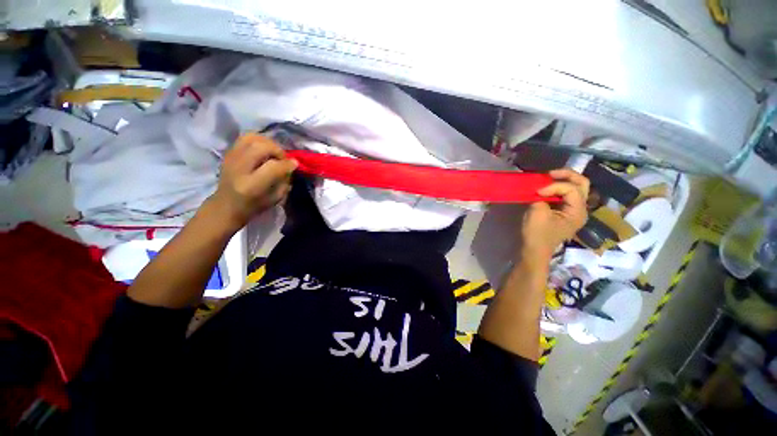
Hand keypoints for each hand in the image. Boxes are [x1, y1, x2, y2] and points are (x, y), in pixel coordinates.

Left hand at [208, 133, 296, 230]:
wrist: (226, 206)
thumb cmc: (254, 206)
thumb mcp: (275, 199)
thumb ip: (285, 181)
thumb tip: (291, 165)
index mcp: (251, 185)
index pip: (273, 167)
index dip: (287, 164)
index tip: (295, 165)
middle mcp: (239, 169)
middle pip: (261, 147)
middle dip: (277, 150)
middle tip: (283, 159)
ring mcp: (231, 158)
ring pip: (251, 138)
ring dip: (267, 142)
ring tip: (273, 152)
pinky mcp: (228, 153)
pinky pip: (245, 138)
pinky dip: (258, 140)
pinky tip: (264, 150)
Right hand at [520, 168, 589, 259]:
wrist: (534, 250)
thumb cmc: (536, 234)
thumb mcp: (537, 213)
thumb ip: (541, 197)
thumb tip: (540, 190)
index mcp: (578, 211)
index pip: (572, 188)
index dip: (554, 186)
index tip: (537, 191)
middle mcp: (581, 209)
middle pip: (582, 184)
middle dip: (566, 175)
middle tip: (549, 173)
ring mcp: (573, 211)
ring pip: (575, 188)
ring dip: (562, 181)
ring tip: (547, 179)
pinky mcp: (564, 212)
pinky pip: (565, 195)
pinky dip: (557, 189)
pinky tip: (546, 189)